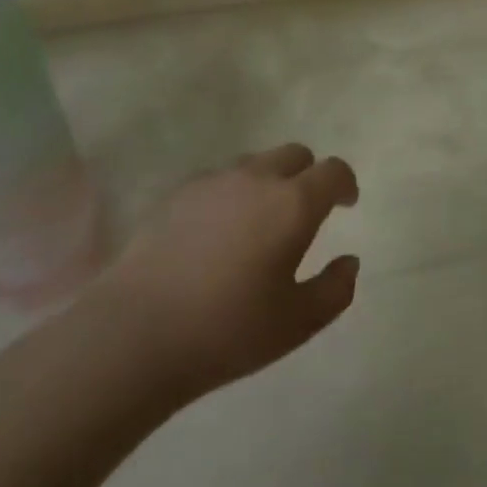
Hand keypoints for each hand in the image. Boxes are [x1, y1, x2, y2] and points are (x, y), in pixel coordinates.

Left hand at [101, 144, 359, 400]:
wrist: (136, 332)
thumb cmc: (228, 330)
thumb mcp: (298, 322)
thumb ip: (335, 289)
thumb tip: (349, 262)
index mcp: (292, 204)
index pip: (332, 171)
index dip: (345, 183)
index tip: (346, 204)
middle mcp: (256, 179)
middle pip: (294, 154)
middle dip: (308, 176)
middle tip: (305, 213)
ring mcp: (213, 181)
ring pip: (255, 163)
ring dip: (269, 181)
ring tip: (260, 223)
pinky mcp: (177, 193)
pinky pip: (219, 179)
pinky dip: (232, 193)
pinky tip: (219, 232)